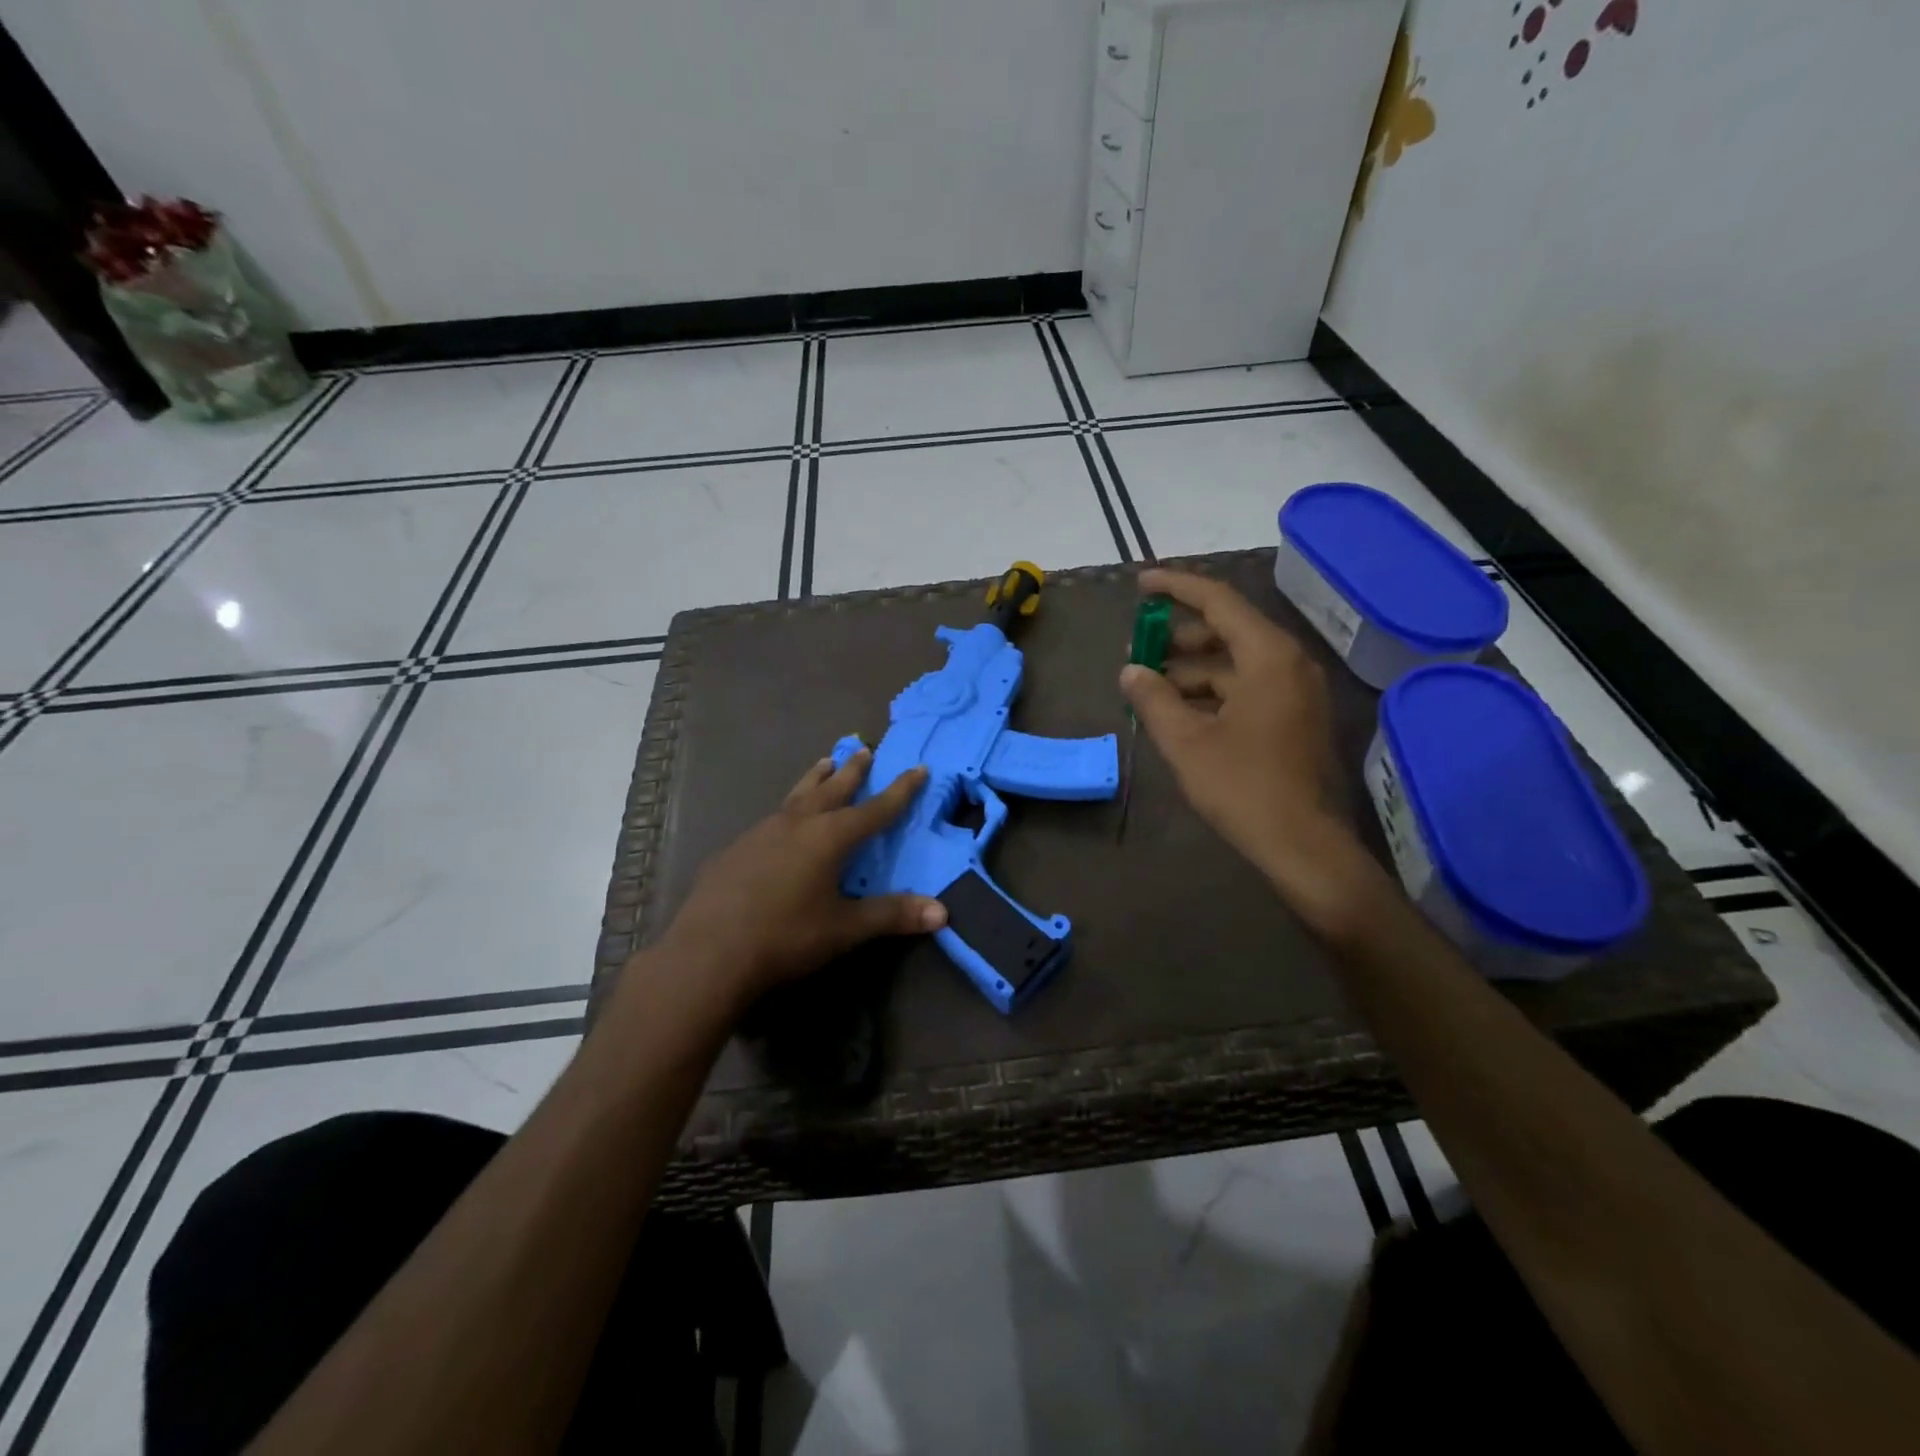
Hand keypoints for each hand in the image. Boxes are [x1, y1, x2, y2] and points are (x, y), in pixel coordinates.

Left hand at [658, 748, 947, 1003]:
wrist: (708, 954)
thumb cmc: (785, 937)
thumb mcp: (845, 929)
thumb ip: (892, 916)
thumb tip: (942, 913)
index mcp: (829, 837)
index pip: (875, 809)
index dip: (900, 790)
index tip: (918, 767)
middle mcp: (797, 824)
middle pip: (832, 789)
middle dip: (852, 771)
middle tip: (864, 750)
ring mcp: (761, 833)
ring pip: (797, 796)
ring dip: (815, 779)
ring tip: (824, 763)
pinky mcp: (735, 849)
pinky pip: (771, 819)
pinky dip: (787, 810)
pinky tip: (780, 824)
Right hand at [1119, 569, 1382, 930]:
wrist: (1302, 844)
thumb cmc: (1242, 787)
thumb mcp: (1185, 741)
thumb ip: (1153, 698)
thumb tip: (1131, 671)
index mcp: (1267, 656)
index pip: (1218, 601)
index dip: (1176, 587)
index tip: (1140, 584)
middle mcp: (1288, 663)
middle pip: (1227, 630)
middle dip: (1177, 637)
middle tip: (1136, 650)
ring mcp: (1295, 691)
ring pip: (1235, 662)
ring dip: (1191, 669)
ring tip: (1150, 689)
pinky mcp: (1294, 717)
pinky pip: (1247, 687)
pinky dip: (1212, 691)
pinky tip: (1180, 712)